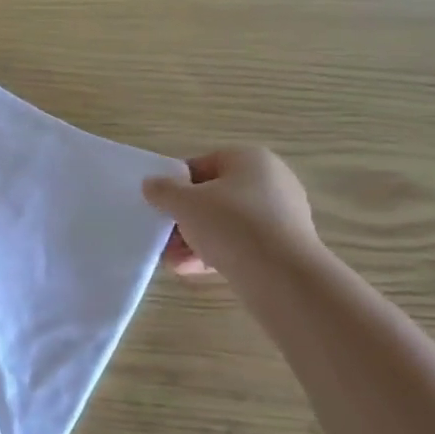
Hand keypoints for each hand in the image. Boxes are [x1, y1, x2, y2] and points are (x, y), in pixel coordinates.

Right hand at [143, 147, 318, 275]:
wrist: (281, 274)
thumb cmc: (230, 224)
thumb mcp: (185, 204)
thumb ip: (163, 191)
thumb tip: (151, 184)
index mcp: (250, 159)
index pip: (202, 165)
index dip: (175, 185)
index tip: (159, 206)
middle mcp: (271, 181)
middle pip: (213, 197)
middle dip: (184, 219)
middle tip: (163, 237)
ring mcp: (280, 214)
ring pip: (225, 223)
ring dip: (195, 240)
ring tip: (173, 260)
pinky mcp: (283, 245)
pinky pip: (241, 243)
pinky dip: (216, 253)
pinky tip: (192, 269)